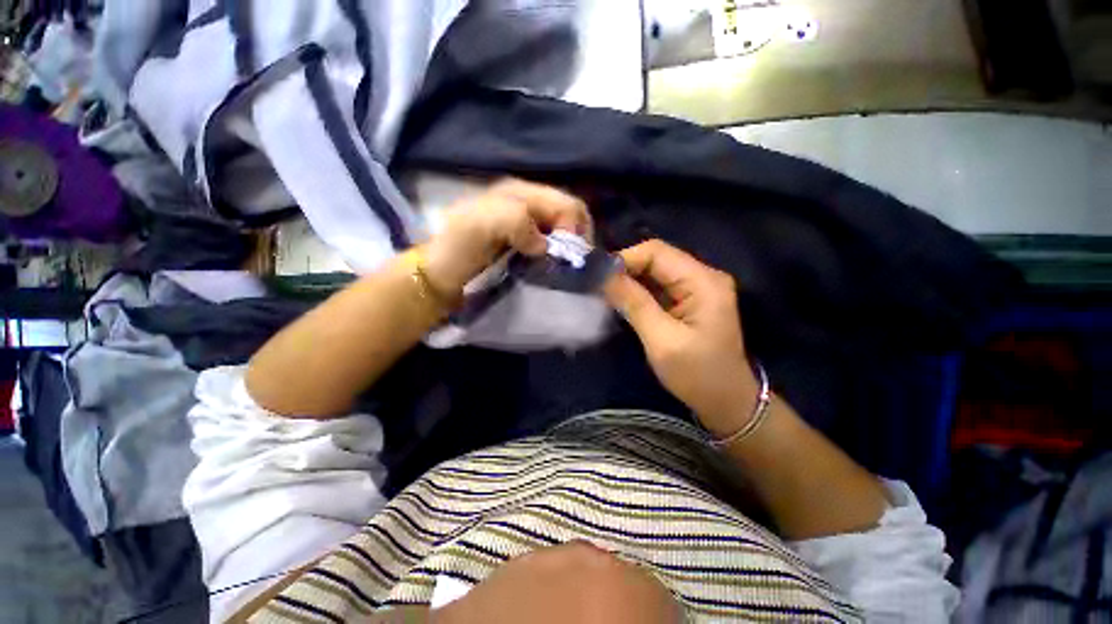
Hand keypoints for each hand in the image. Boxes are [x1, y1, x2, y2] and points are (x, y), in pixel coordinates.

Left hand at [422, 179, 591, 296]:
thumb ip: (515, 221)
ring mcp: (528, 225)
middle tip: (572, 263)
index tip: (567, 256)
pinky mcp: (526, 244)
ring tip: (566, 267)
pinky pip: (553, 246)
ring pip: (564, 231)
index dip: (575, 228)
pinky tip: (555, 268)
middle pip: (570, 215)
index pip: (566, 204)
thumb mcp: (480, 225)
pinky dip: (560, 256)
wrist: (441, 273)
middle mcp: (529, 204)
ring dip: (569, 248)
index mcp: (521, 193)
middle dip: (577, 238)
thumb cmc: (458, 248)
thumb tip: (545, 245)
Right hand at [604, 240, 757, 438]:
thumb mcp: (662, 341)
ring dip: (629, 280)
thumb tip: (603, 275)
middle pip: (656, 258)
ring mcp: (698, 287)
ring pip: (655, 272)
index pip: (657, 252)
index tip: (598, 277)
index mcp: (703, 281)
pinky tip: (622, 300)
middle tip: (597, 286)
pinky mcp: (690, 300)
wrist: (726, 402)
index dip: (625, 259)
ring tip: (605, 293)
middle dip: (625, 270)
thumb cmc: (697, 375)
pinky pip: (659, 286)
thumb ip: (634, 303)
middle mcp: (703, 276)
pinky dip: (638, 291)